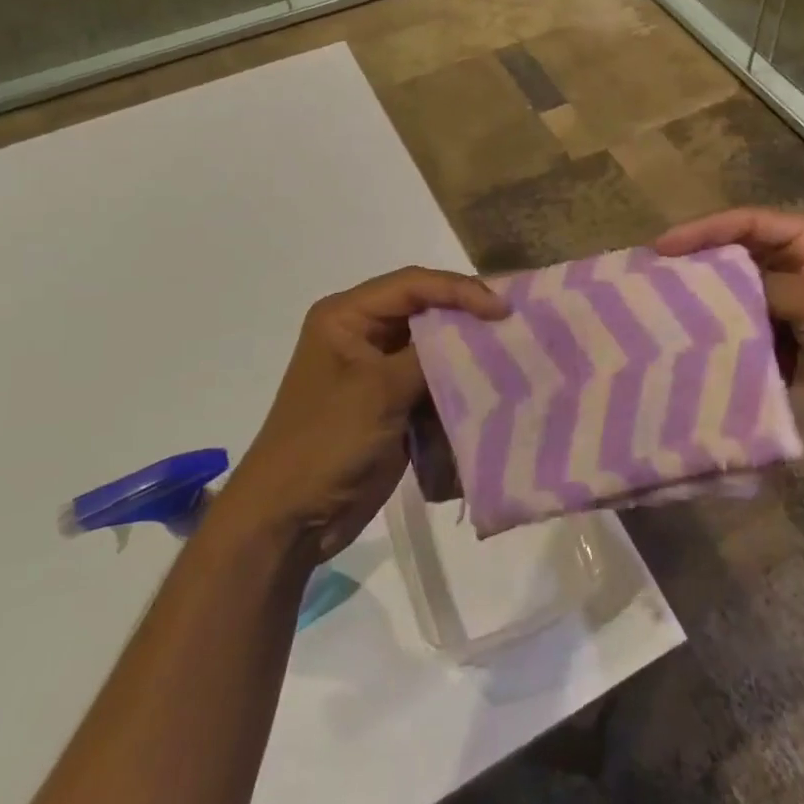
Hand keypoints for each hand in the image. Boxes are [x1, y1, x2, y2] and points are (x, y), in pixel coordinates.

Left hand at [222, 267, 507, 559]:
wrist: (291, 518)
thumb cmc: (325, 442)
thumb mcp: (378, 391)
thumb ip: (428, 356)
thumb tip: (478, 333)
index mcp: (346, 316)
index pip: (412, 285)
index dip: (459, 290)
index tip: (502, 310)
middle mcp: (362, 333)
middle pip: (425, 309)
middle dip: (467, 316)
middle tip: (513, 324)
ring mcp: (377, 370)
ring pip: (432, 345)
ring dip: (466, 351)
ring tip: (510, 351)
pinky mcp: (391, 402)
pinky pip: (432, 380)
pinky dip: (458, 382)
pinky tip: (490, 384)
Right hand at [656, 208, 803, 452]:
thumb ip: (762, 290)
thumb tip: (707, 293)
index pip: (747, 224)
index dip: (703, 231)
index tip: (661, 248)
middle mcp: (798, 273)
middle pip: (737, 263)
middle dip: (698, 272)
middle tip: (651, 283)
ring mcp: (794, 316)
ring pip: (738, 305)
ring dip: (708, 313)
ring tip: (661, 320)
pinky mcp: (791, 354)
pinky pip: (748, 343)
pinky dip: (726, 347)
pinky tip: (694, 354)